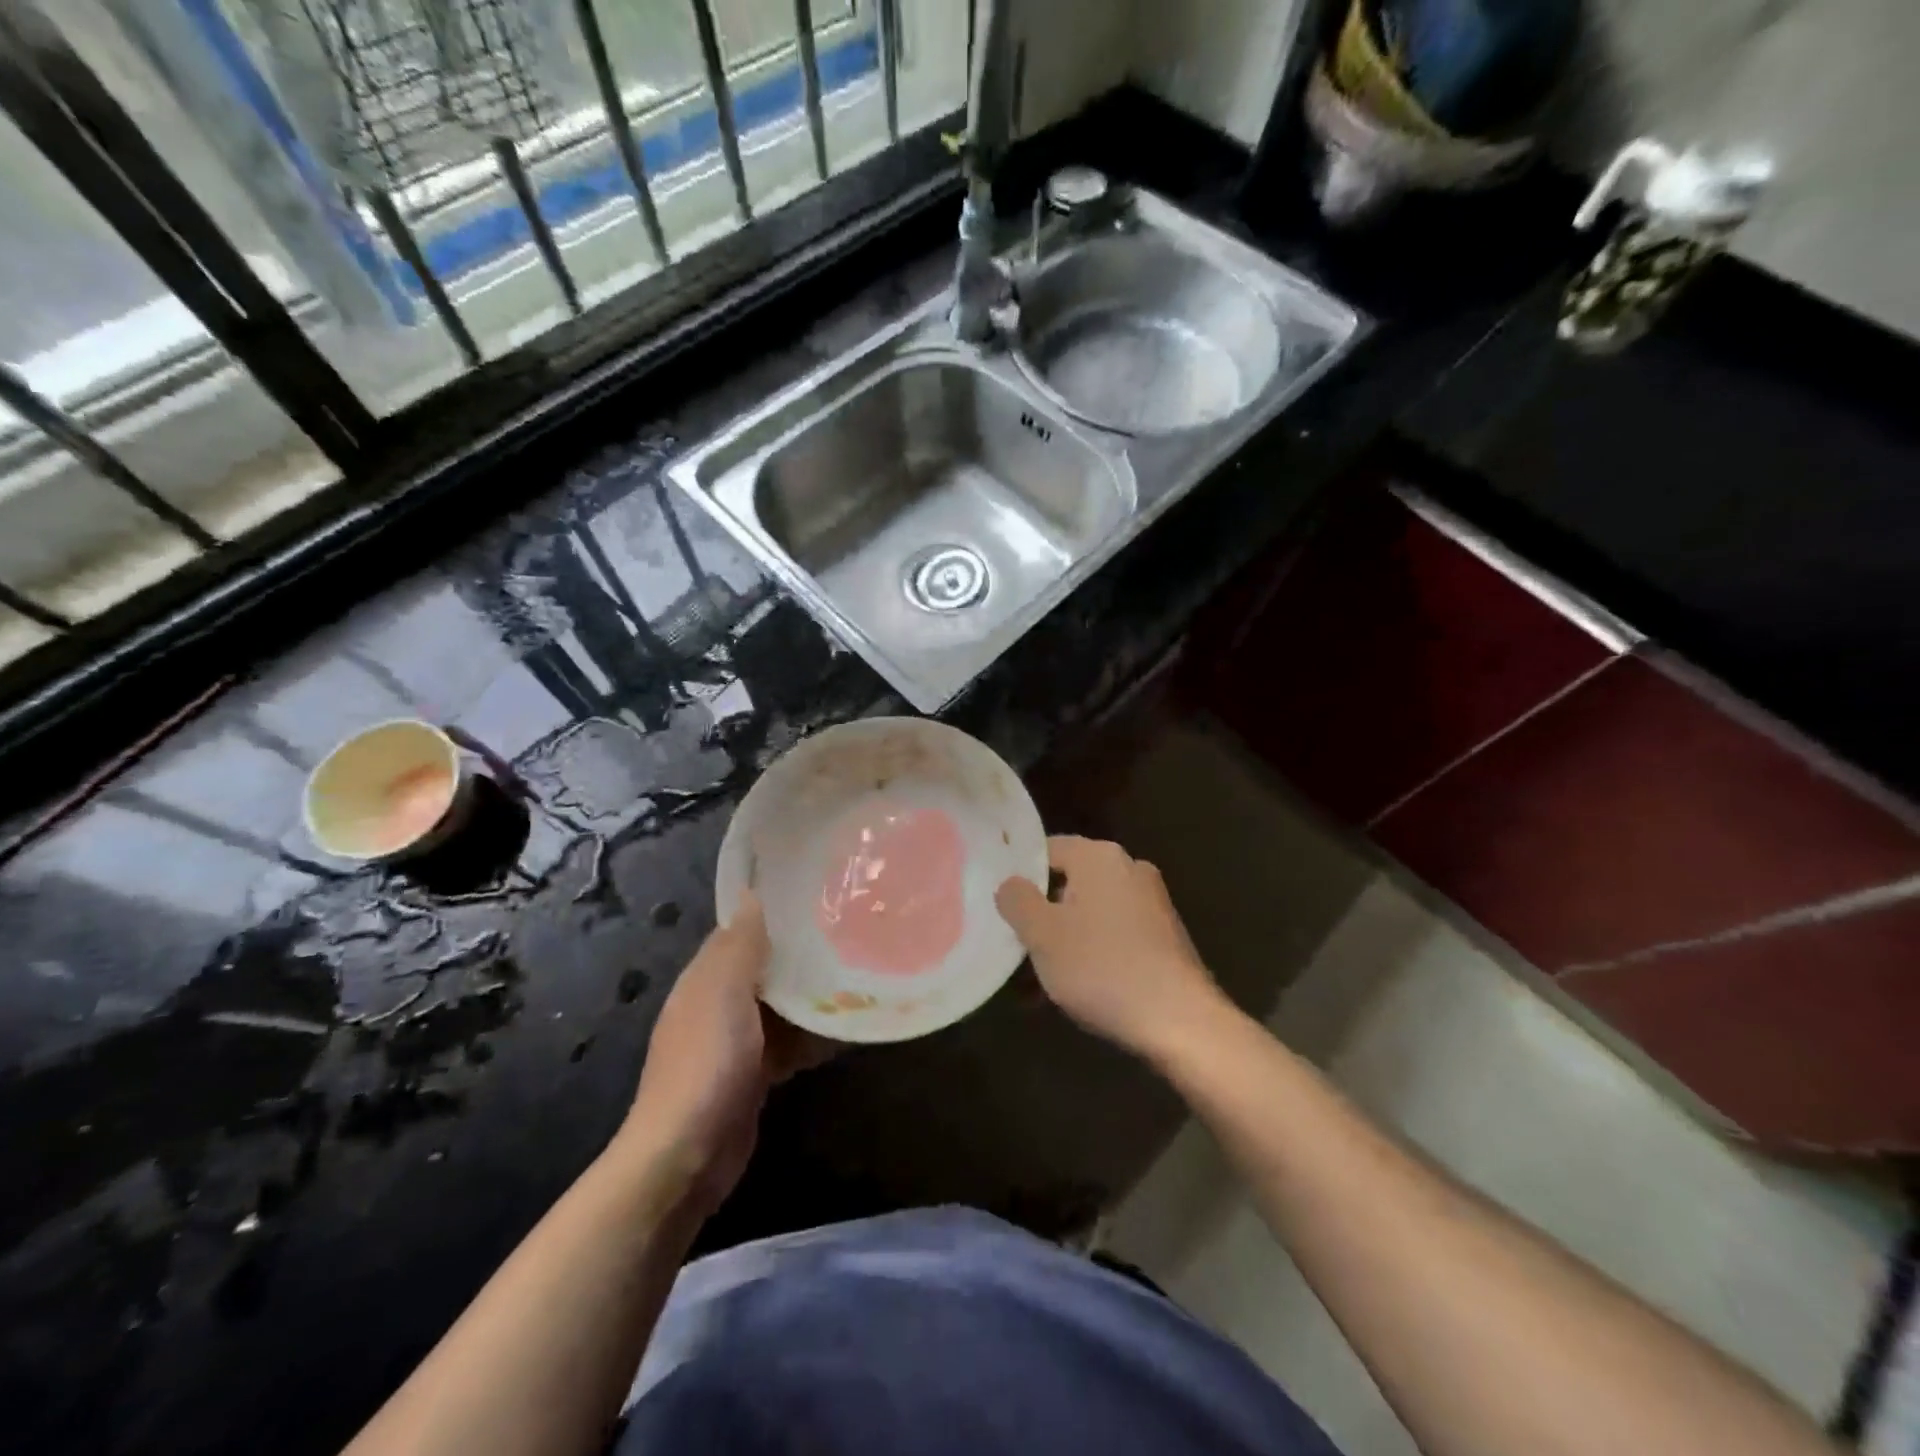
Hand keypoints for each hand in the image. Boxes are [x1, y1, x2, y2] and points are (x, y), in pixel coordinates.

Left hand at [619, 893, 828, 1215]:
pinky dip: (812, 1037)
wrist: (686, 1156)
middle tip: (850, 935)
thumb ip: (740, 945)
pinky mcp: (753, 1077)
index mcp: (705, 979)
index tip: (817, 897)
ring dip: (812, 997)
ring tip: (860, 976)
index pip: (740, 932)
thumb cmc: (707, 1063)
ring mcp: (735, 1044)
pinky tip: (847, 1032)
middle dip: (801, 955)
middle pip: (765, 969)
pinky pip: (788, 1044)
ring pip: (781, 1008)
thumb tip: (751, 893)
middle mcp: (718, 1005)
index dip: (773, 914)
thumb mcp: (724, 993)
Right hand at [996, 836, 1226, 1061]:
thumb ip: (1017, 901)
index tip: (1001, 907)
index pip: (1046, 850)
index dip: (1020, 876)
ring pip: (1091, 913)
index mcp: (1099, 857)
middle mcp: (1130, 868)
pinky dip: (1093, 953)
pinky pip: (1115, 934)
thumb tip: (1010, 883)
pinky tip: (1078, 989)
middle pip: (1069, 883)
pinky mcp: (1165, 936)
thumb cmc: (1102, 968)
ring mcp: (1152, 902)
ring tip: (1041, 981)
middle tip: (1017, 946)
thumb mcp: (1042, 935)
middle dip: (1042, 914)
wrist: (1180, 1020)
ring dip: (1065, 940)